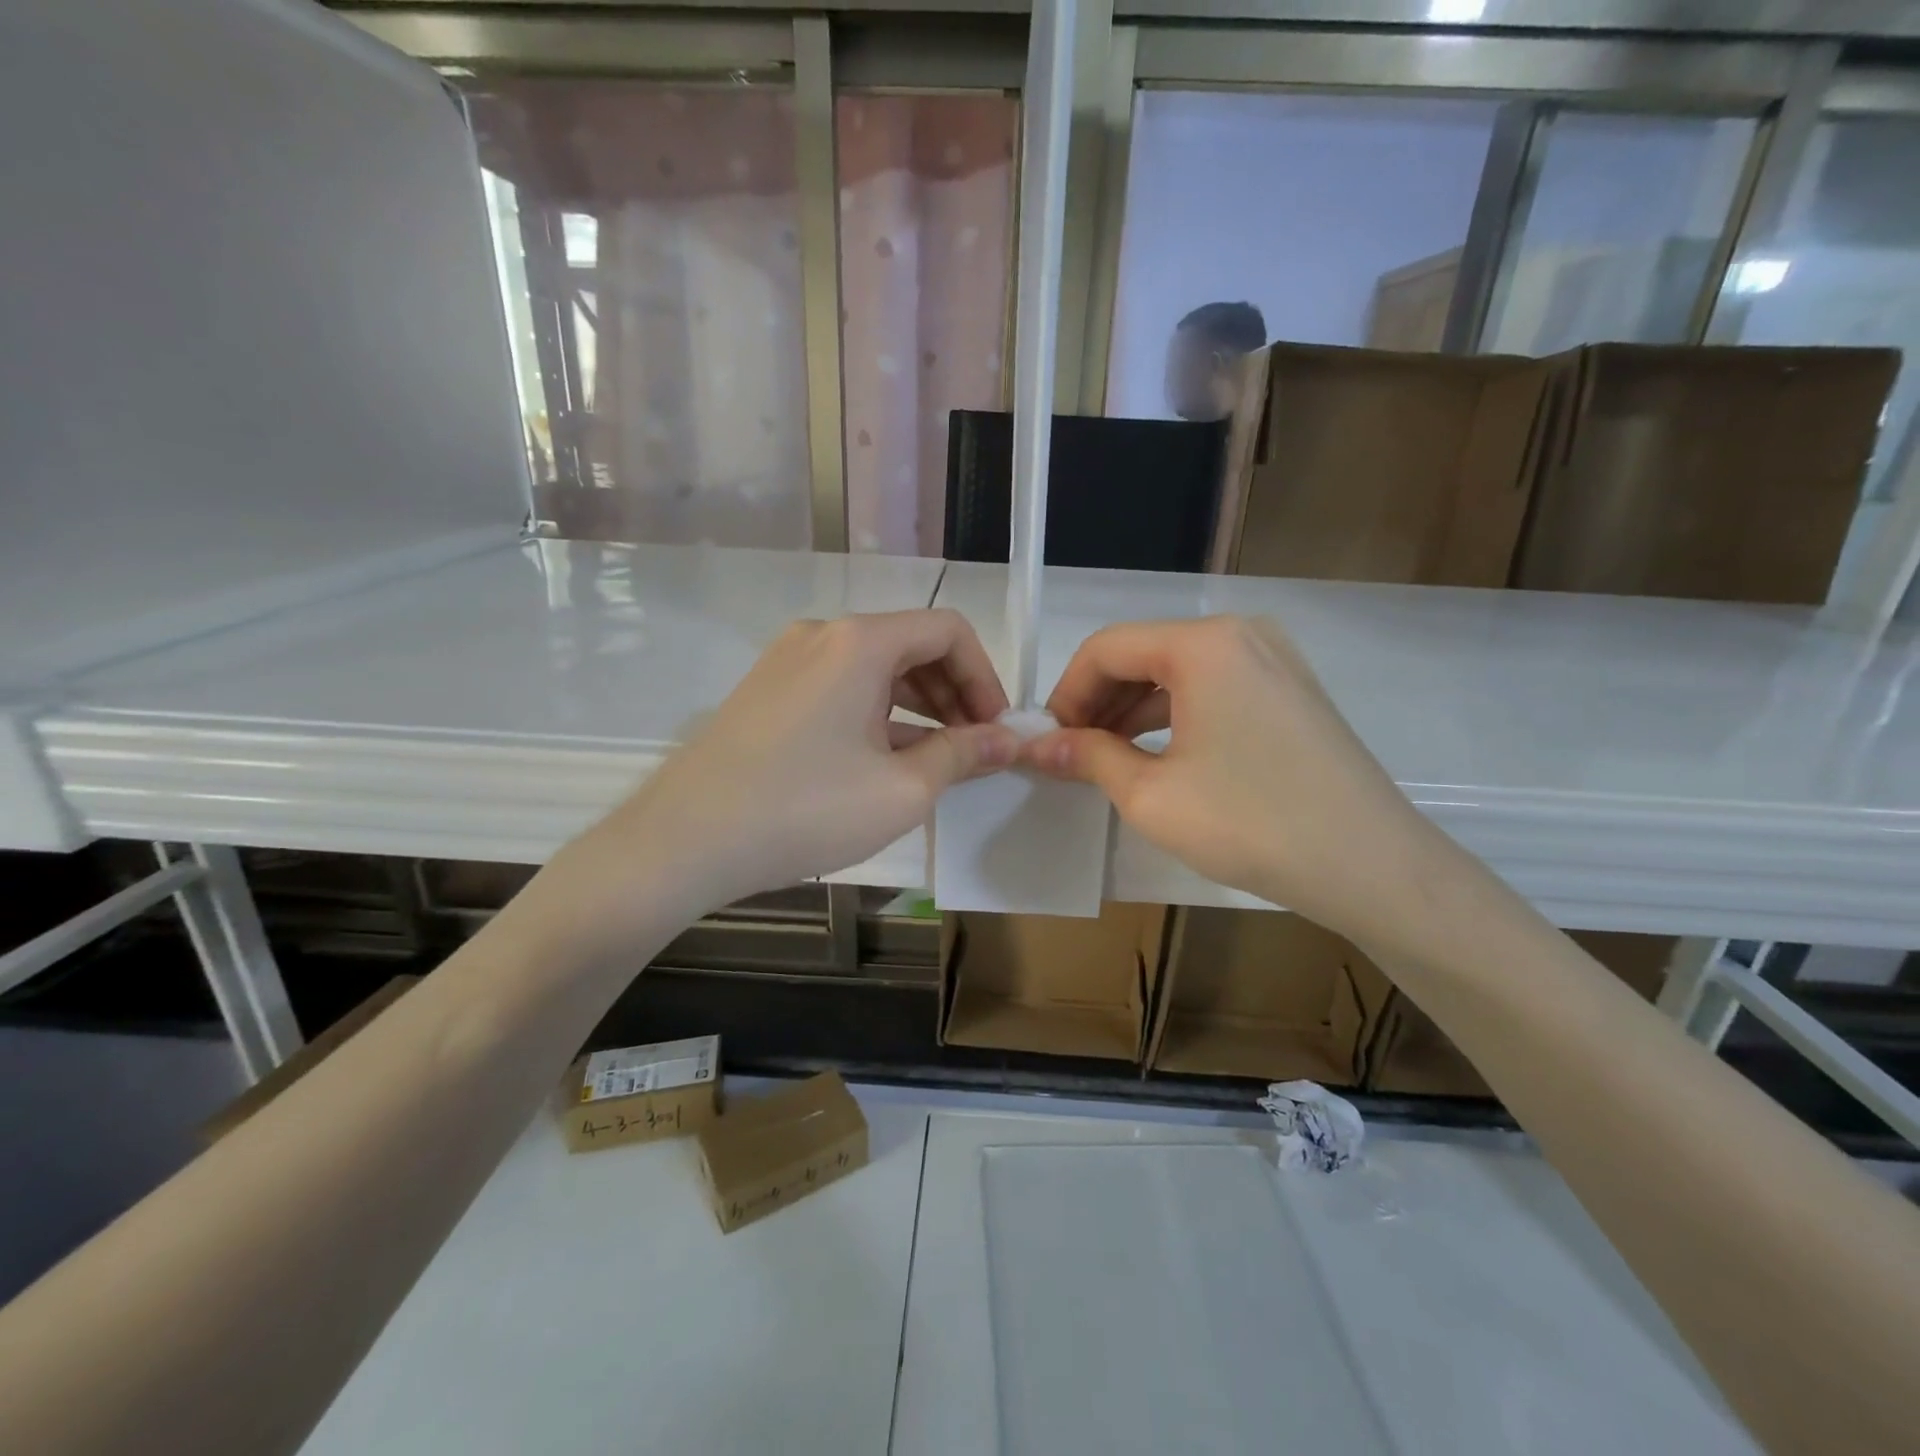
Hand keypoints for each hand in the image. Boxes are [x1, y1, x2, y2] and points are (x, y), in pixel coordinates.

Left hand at [556, 610, 1017, 929]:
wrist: (685, 841)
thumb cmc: (805, 810)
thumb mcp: (902, 789)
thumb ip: (963, 755)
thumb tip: (1007, 740)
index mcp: (860, 641)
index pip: (948, 631)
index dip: (985, 677)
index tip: (996, 730)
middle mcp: (823, 634)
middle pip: (912, 646)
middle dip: (954, 694)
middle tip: (974, 751)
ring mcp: (787, 660)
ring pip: (875, 669)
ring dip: (918, 708)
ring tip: (936, 763)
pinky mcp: (767, 691)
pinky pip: (840, 688)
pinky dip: (876, 715)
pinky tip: (884, 763)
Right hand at [1023, 615, 1454, 951]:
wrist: (1371, 866)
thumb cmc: (1251, 824)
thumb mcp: (1151, 795)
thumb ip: (1088, 757)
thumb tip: (1037, 746)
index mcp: (1203, 645)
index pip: (1106, 648)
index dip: (1066, 693)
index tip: (1047, 740)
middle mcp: (1240, 634)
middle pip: (1143, 654)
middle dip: (1098, 702)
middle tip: (1071, 754)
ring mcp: (1274, 659)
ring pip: (1178, 672)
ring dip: (1133, 711)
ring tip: (1105, 760)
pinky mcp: (1290, 690)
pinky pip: (1213, 688)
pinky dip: (1175, 716)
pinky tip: (1156, 756)